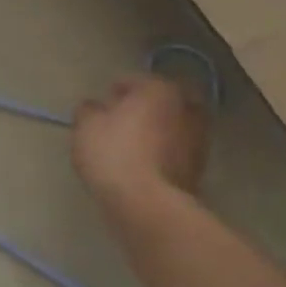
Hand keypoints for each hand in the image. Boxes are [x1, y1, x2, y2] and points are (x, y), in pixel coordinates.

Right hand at [71, 74, 210, 210]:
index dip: (111, 93)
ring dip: (154, 133)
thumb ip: (88, 110)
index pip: (132, 81)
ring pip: (169, 127)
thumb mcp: (86, 126)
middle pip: (158, 102)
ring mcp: (199, 139)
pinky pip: (173, 152)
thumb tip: (94, 108)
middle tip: (118, 124)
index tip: (98, 109)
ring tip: (129, 149)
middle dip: (140, 110)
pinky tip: (141, 167)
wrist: (147, 205)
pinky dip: (161, 154)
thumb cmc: (114, 154)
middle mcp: (187, 107)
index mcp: (160, 89)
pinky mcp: (199, 168)